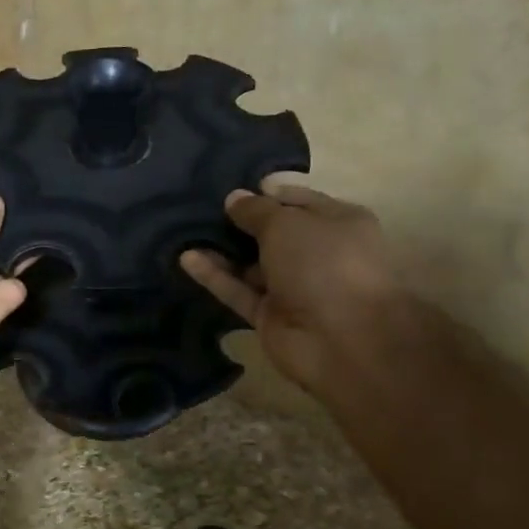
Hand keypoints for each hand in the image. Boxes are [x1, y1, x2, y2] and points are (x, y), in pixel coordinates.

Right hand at [180, 181, 403, 395]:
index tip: (233, 188)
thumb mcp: (287, 223)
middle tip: (202, 207)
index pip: (298, 200)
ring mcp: (293, 287)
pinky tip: (186, 258)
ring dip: (222, 250)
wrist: (343, 340)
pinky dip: (215, 276)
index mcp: (338, 224)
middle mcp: (318, 253)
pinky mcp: (270, 315)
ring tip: (186, 230)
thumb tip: (234, 198)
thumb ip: (256, 210)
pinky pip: (238, 290)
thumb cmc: (324, 264)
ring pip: (251, 263)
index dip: (267, 193)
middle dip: (240, 221)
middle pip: (273, 233)